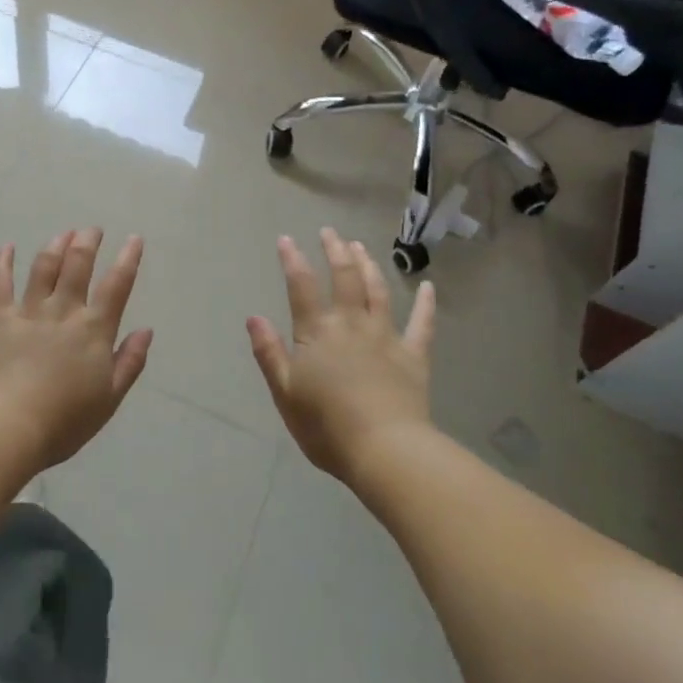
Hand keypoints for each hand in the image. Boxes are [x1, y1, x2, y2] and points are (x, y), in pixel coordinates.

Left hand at [0, 229, 153, 471]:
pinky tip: (6, 247)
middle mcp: (63, 311)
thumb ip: (129, 362)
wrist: (7, 426)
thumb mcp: (109, 399)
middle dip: (87, 242)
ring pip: (44, 267)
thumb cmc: (64, 421)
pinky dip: (2, 262)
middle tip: (92, 230)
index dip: (128, 259)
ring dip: (55, 246)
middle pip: (78, 265)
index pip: (117, 285)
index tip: (133, 239)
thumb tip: (146, 330)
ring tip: (63, 234)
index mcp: (94, 330)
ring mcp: (28, 311)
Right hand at [247, 229, 436, 482]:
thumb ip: (269, 352)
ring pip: (377, 291)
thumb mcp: (285, 392)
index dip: (293, 260)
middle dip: (335, 251)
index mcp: (317, 332)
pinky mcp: (413, 356)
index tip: (287, 239)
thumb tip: (253, 317)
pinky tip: (428, 287)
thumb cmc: (326, 426)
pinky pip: (422, 324)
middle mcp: (351, 324)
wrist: (385, 450)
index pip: (301, 286)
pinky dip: (426, 304)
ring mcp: (386, 337)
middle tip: (330, 232)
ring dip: (368, 266)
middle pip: (344, 278)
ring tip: (361, 247)